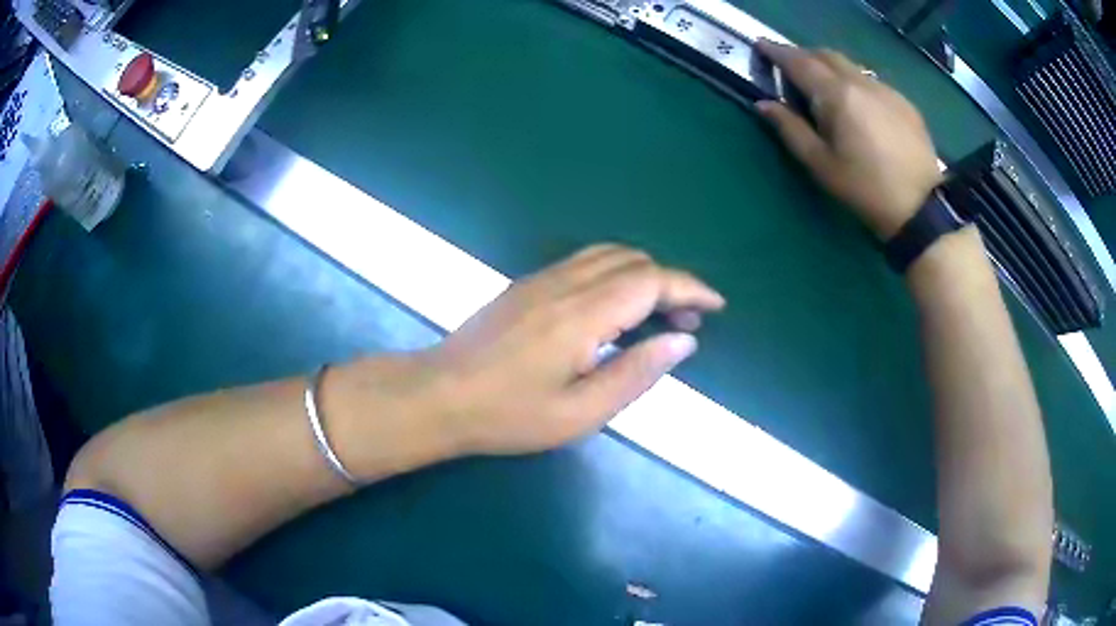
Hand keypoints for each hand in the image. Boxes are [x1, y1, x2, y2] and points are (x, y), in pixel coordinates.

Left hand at [423, 244, 723, 456]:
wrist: (438, 395)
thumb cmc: (508, 415)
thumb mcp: (580, 413)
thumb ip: (635, 373)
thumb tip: (682, 342)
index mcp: (582, 314)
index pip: (650, 281)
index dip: (689, 289)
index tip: (715, 306)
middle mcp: (564, 284)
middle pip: (633, 261)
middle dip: (671, 283)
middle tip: (689, 321)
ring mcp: (541, 280)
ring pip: (608, 255)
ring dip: (644, 275)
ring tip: (660, 313)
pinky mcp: (527, 285)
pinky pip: (584, 263)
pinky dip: (616, 274)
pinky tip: (617, 308)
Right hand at [755, 40, 942, 239]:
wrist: (922, 209)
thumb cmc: (866, 190)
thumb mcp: (822, 165)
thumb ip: (791, 129)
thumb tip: (764, 104)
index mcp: (837, 95)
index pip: (799, 61)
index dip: (777, 52)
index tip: (761, 46)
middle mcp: (861, 82)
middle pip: (826, 55)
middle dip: (804, 56)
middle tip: (791, 70)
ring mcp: (886, 90)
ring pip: (851, 66)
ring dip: (831, 68)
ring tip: (825, 89)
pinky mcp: (904, 102)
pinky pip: (871, 81)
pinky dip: (855, 83)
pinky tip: (859, 107)